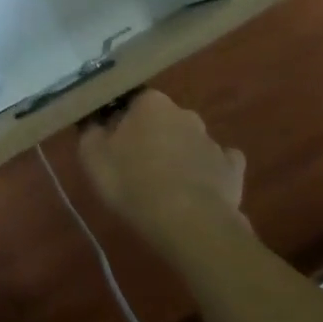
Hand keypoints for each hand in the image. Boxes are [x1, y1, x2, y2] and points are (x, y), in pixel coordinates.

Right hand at [76, 90, 253, 267]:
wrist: (188, 220)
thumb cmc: (132, 181)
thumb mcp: (92, 156)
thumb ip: (90, 131)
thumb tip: (94, 121)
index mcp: (151, 103)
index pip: (131, 101)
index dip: (120, 120)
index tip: (111, 141)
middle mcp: (184, 114)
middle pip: (162, 120)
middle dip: (150, 136)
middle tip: (134, 164)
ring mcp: (212, 140)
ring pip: (188, 141)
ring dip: (176, 154)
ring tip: (163, 184)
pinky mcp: (232, 168)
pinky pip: (217, 164)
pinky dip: (207, 172)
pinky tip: (198, 189)